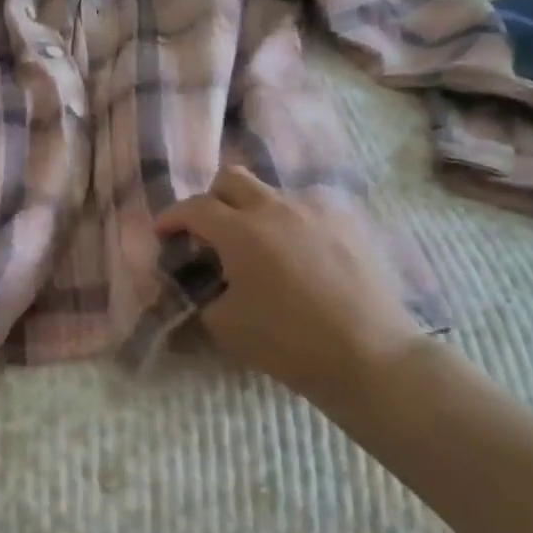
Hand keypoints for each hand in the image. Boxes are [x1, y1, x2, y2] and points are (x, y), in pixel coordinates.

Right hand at [154, 166, 425, 403]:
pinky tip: (300, 254)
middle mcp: (277, 208)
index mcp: (241, 232)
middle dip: (212, 199)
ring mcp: (317, 209)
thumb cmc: (289, 343)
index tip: (163, 233)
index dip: (172, 217)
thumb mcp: (226, 326)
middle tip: (209, 231)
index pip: (194, 208)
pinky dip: (292, 223)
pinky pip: (308, 208)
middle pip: (232, 178)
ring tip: (261, 248)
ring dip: (254, 211)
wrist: (369, 354)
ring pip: (273, 192)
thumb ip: (201, 294)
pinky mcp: (349, 221)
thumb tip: (198, 281)